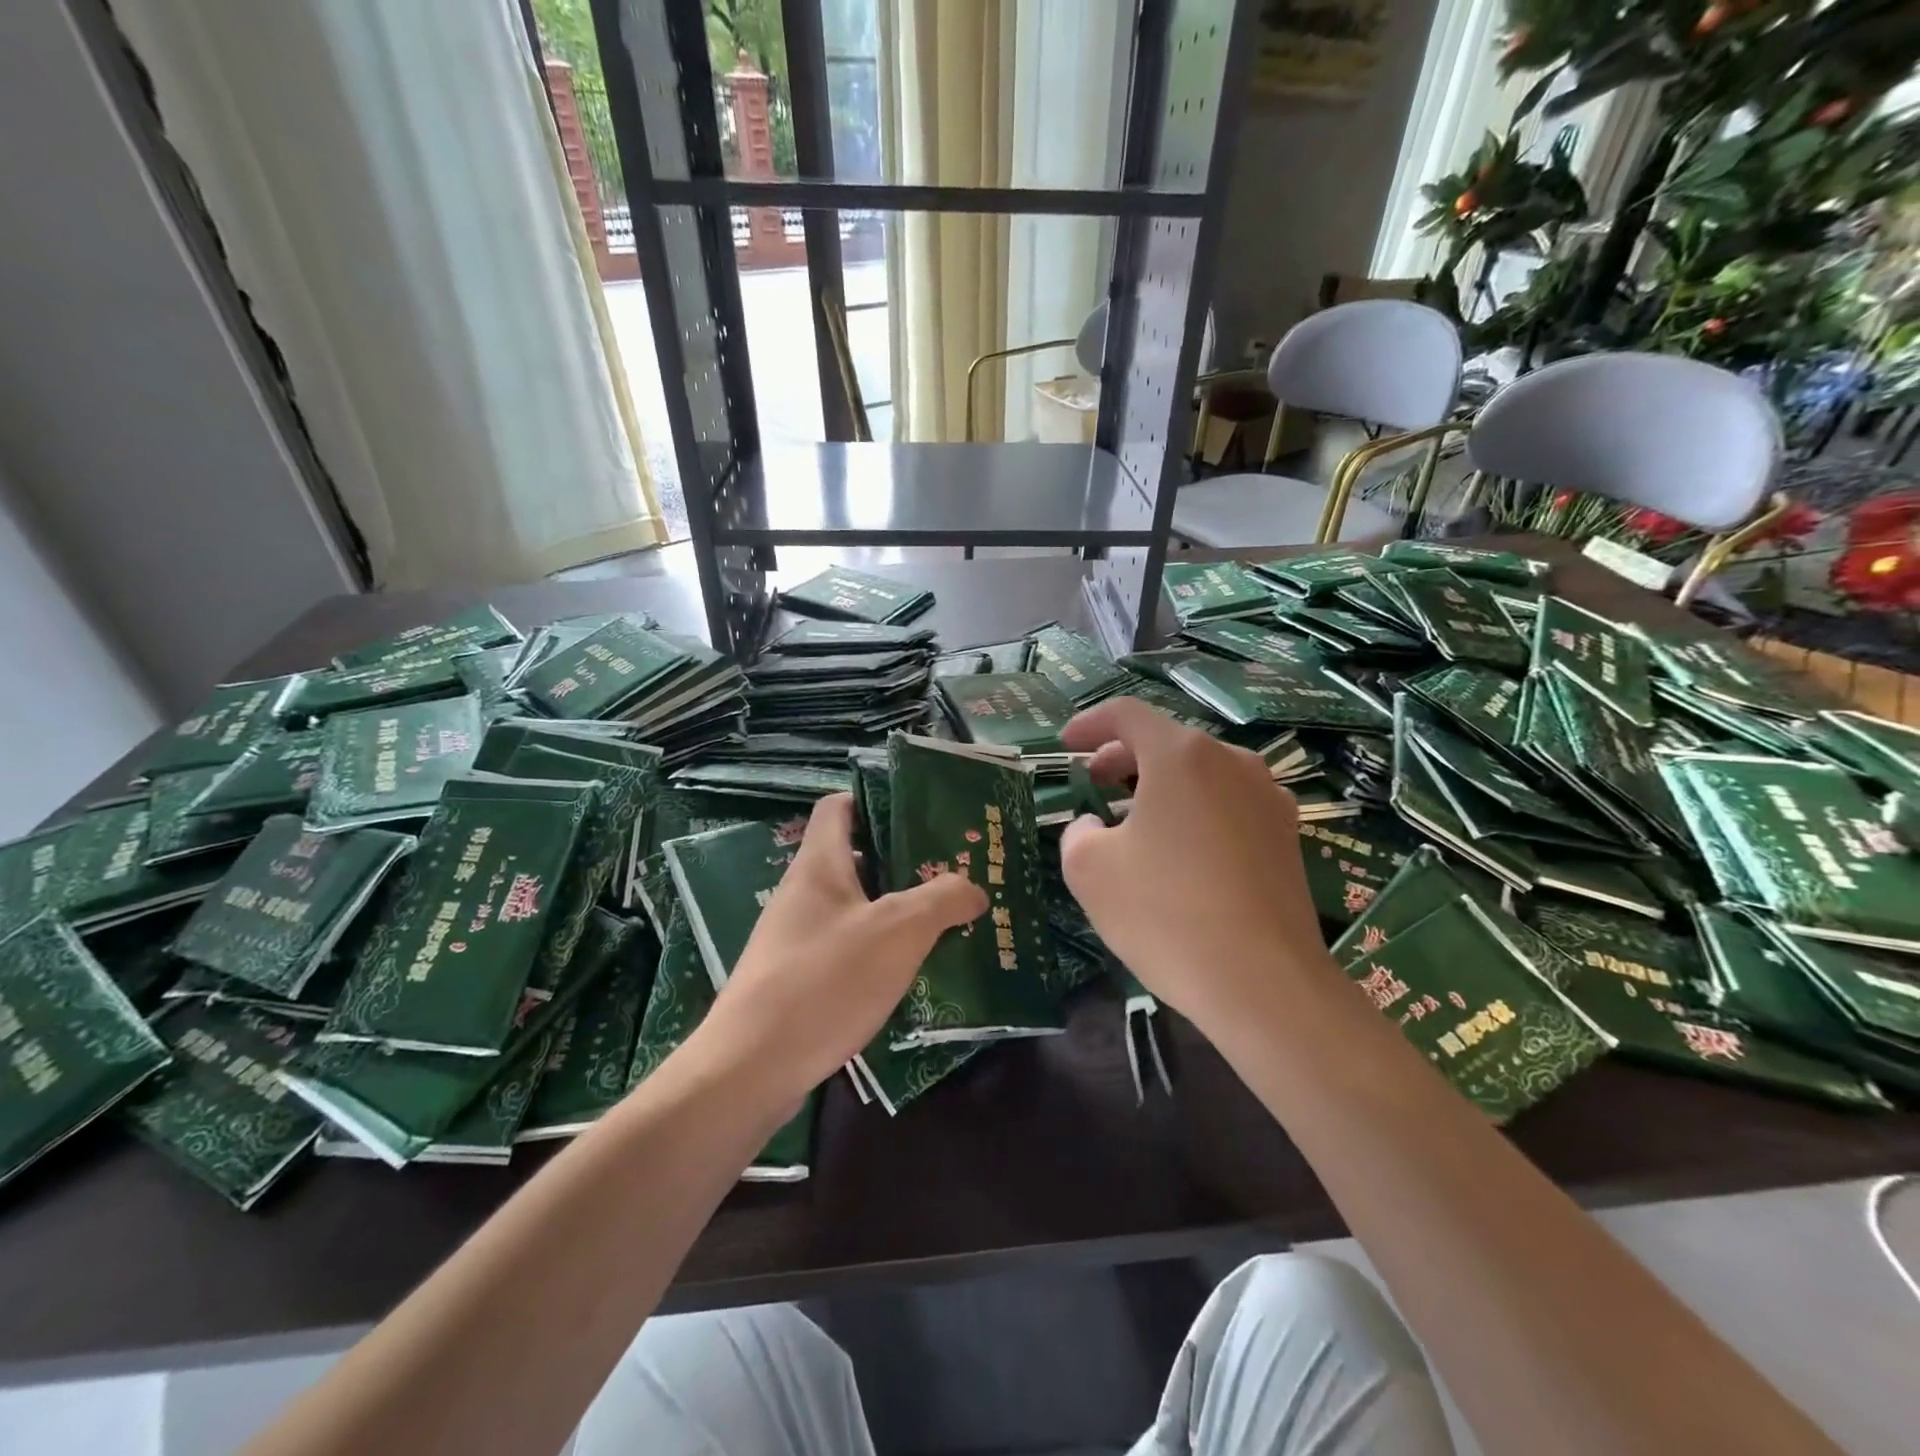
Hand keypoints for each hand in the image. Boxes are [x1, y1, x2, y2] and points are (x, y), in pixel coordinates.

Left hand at [704, 793, 986, 1100]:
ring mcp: (796, 937)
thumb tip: (974, 887)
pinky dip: (879, 950)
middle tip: (953, 873)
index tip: (922, 815)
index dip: (877, 800)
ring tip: (945, 922)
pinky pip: (846, 948)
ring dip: (897, 911)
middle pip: (855, 857)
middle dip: (904, 862)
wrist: (751, 1069)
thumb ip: (942, 900)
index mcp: (819, 864)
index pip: (839, 805)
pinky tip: (911, 972)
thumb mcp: (898, 932)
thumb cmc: (827, 980)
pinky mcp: (797, 978)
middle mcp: (803, 893)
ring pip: (855, 907)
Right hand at [1059, 697, 1330, 1040]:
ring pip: (1201, 774)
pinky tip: (1179, 852)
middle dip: (1122, 757)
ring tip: (1132, 821)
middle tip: (1093, 782)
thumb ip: (1079, 832)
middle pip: (1167, 741)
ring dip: (1160, 786)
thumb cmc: (1165, 914)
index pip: (1127, 714)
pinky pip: (1228, 805)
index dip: (1089, 724)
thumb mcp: (1089, 869)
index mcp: (1182, 756)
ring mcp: (1268, 798)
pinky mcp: (1286, 837)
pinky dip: (1194, 811)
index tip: (1065, 746)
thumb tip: (1096, 826)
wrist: (1263, 984)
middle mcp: (1233, 762)